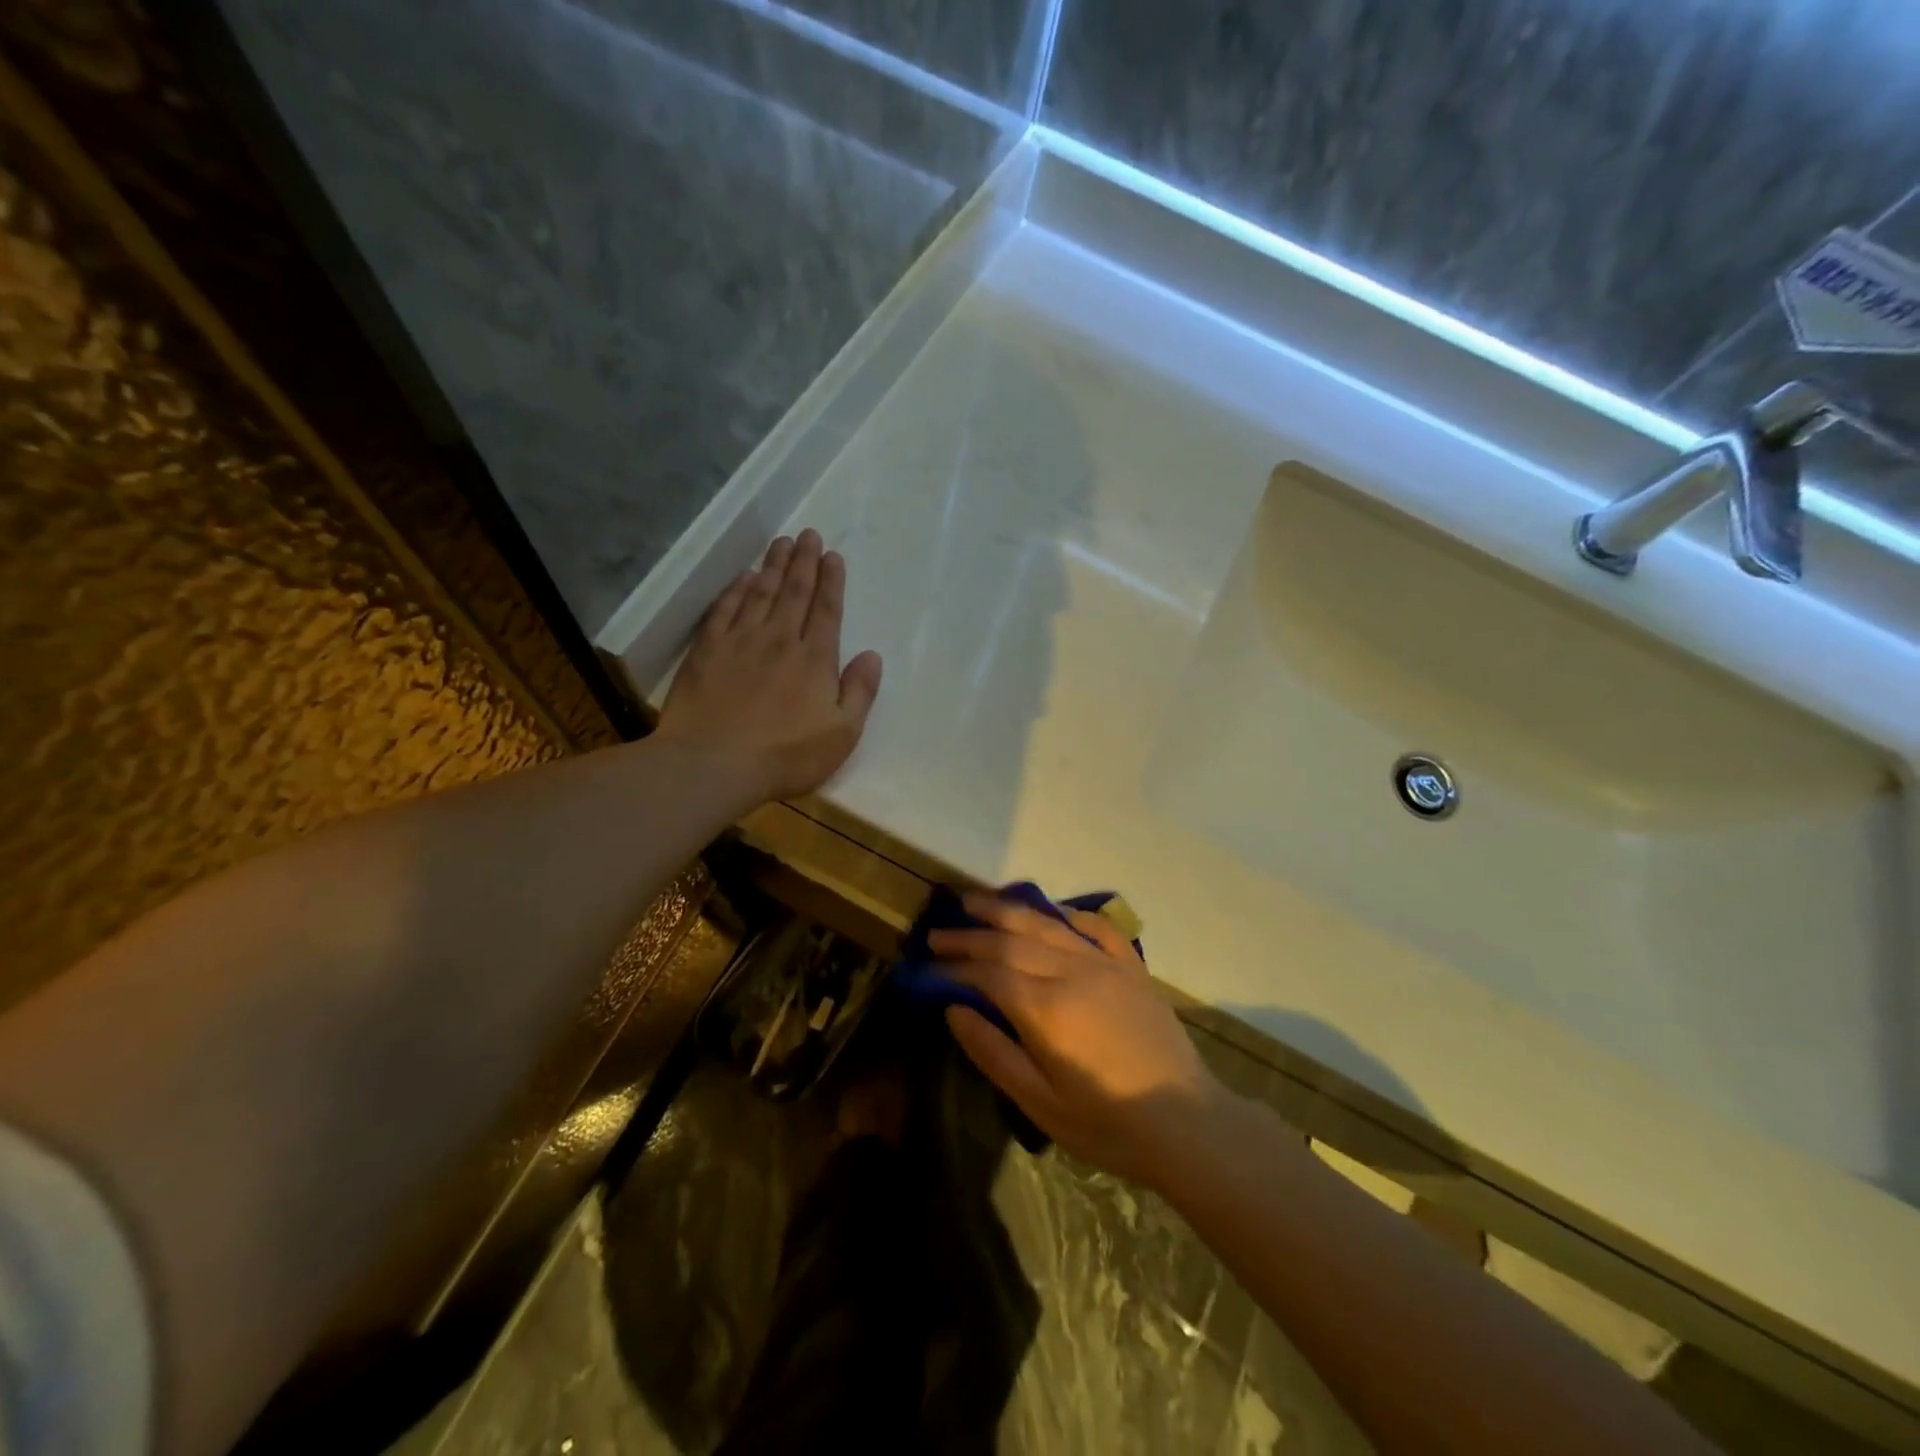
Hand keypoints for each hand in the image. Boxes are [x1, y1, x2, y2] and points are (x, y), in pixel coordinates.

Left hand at [656, 530, 882, 804]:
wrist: (714, 764)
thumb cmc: (786, 756)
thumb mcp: (842, 734)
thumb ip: (860, 692)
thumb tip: (872, 656)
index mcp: (814, 659)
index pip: (826, 610)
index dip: (831, 581)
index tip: (833, 555)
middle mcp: (779, 639)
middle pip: (794, 592)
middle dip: (804, 561)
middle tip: (808, 534)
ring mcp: (740, 641)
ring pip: (761, 593)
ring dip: (774, 566)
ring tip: (782, 542)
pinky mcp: (707, 650)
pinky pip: (725, 609)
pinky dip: (736, 590)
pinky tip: (743, 578)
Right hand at [932, 894, 1227, 1190]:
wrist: (1188, 1123)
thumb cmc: (1108, 1124)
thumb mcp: (1040, 1103)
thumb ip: (993, 1052)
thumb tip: (955, 1009)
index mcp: (1046, 1008)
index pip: (988, 972)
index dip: (953, 966)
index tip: (926, 964)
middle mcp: (1072, 972)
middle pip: (1011, 939)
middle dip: (970, 933)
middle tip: (938, 932)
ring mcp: (1105, 964)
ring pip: (1046, 924)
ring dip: (1007, 910)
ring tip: (976, 901)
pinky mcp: (1131, 967)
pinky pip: (1095, 927)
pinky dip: (1067, 914)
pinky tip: (1050, 910)